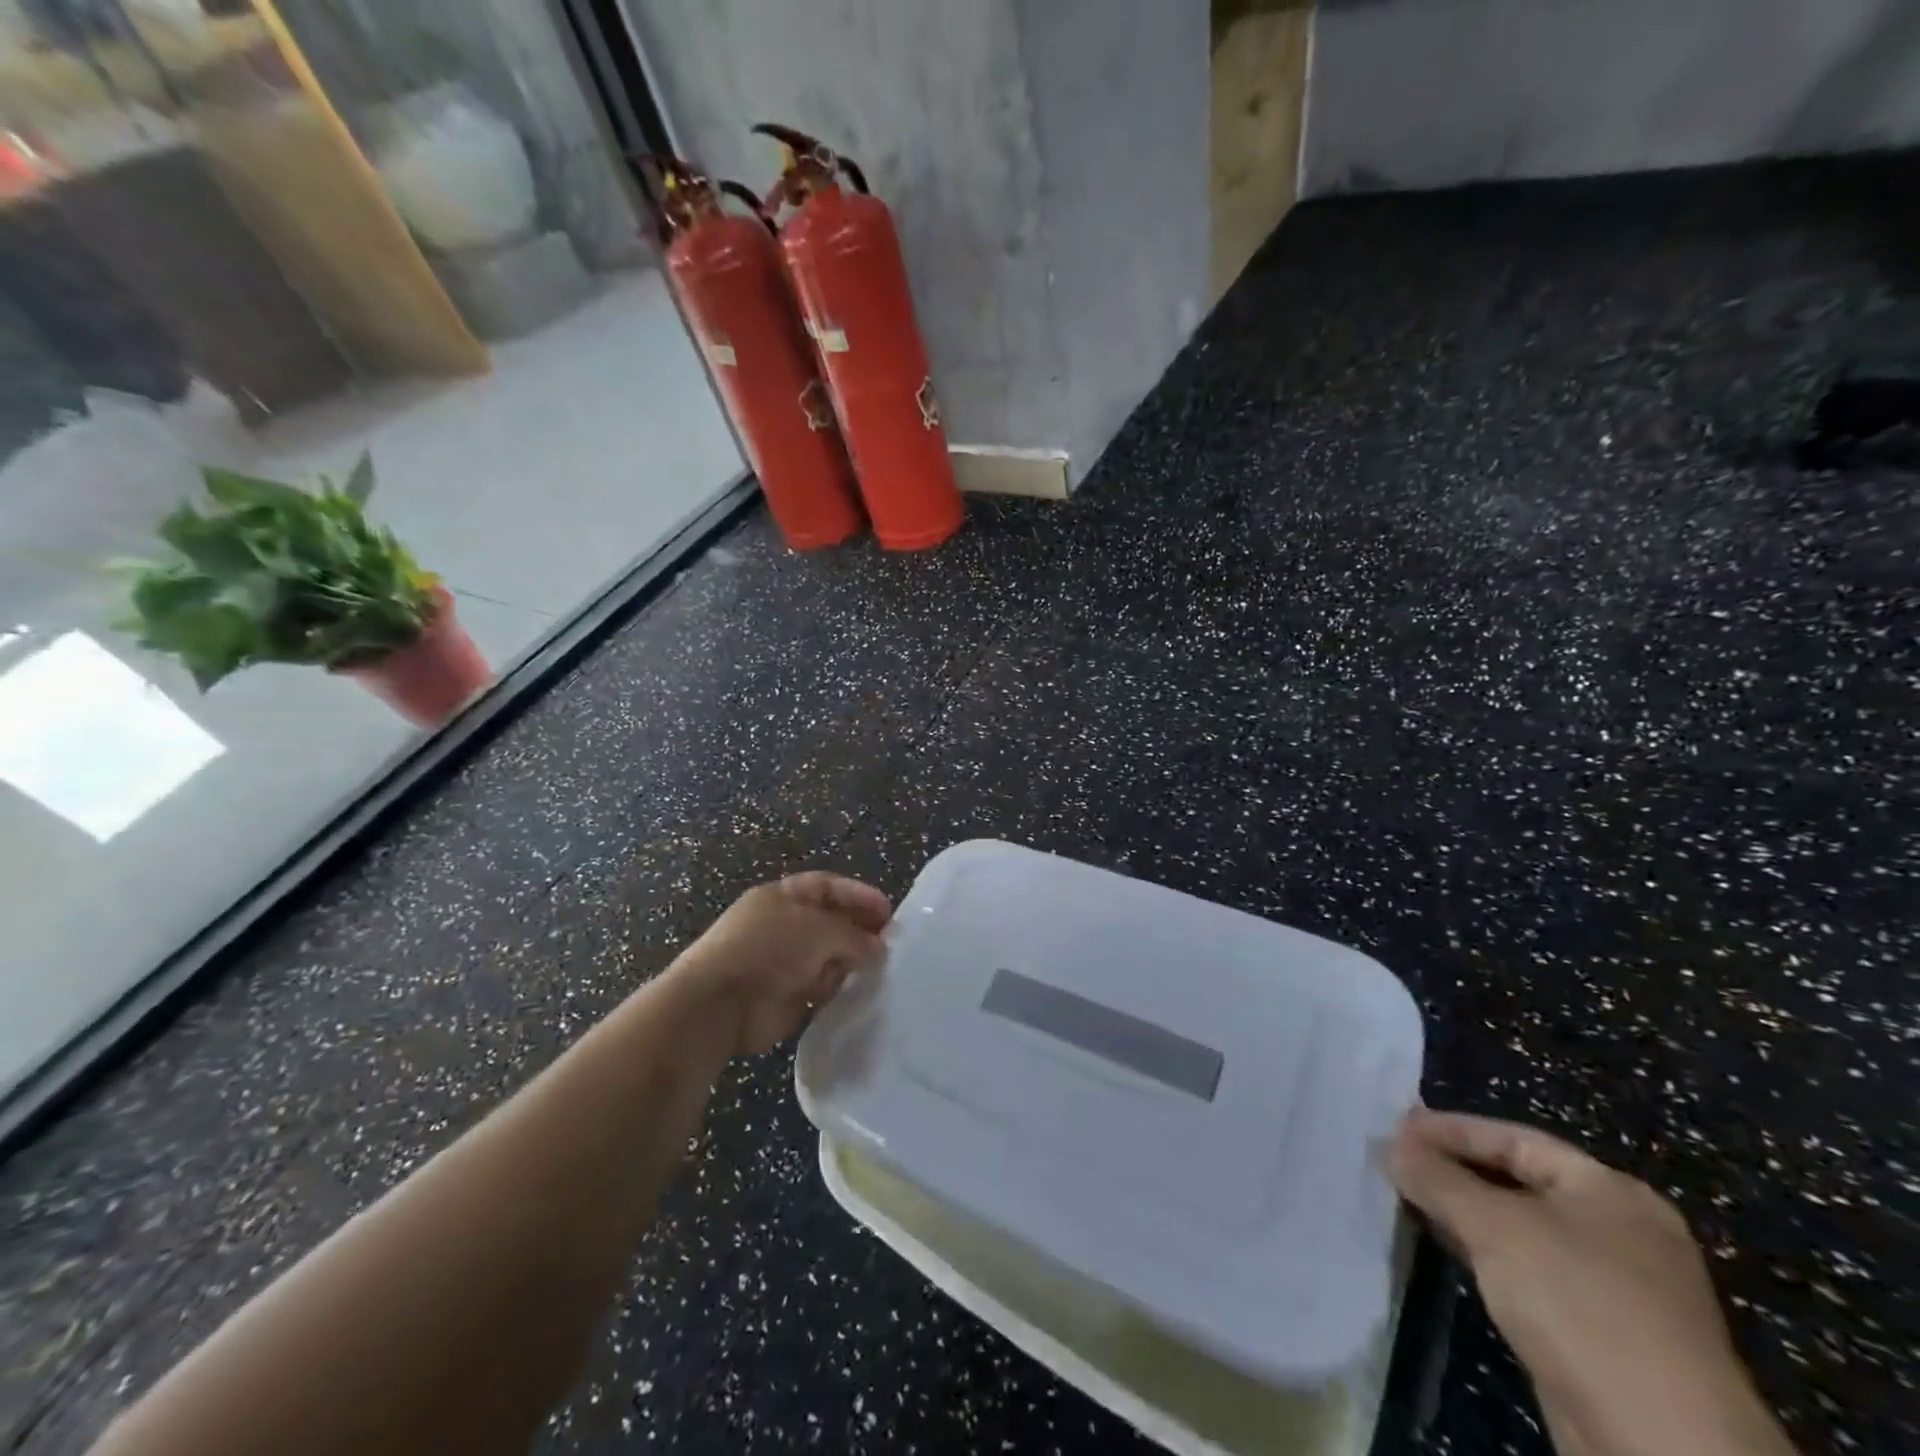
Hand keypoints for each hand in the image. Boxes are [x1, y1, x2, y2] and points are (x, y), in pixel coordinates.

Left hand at [666, 872, 890, 1058]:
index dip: (858, 895)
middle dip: (860, 929)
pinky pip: (822, 987)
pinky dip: (839, 989)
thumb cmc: (769, 948)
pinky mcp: (787, 995)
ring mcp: (784, 961)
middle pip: (830, 922)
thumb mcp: (819, 929)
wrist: (721, 1003)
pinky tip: (860, 992)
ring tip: (881, 968)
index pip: (827, 887)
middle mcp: (784, 925)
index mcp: (783, 896)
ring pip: (829, 956)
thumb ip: (854, 935)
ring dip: (852, 961)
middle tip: (890, 942)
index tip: (888, 911)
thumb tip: (878, 948)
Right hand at [1388, 1109, 1795, 1455]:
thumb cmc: (1580, 1304)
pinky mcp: (1599, 1333)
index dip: (1451, 1129)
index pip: (1515, 1138)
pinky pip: (1527, 1270)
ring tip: (1405, 1197)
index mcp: (1611, 1191)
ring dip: (1462, 1213)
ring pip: (1519, 1228)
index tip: (1394, 1128)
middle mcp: (1619, 1230)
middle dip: (1453, 1169)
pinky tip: (1444, 1248)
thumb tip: (1389, 1146)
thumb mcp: (1494, 1226)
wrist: (1662, 1448)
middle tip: (1393, 1159)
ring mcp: (1614, 1286)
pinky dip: (1483, 1253)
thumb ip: (1436, 1178)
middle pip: (1517, 1181)